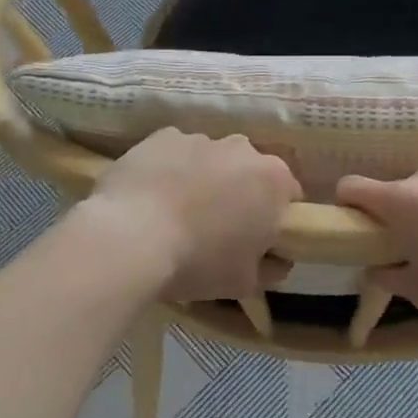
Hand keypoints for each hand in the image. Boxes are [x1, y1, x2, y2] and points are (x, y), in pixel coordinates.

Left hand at [86, 128, 300, 300]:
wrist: (129, 237)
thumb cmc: (198, 261)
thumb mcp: (244, 282)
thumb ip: (270, 268)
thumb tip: (276, 260)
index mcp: (273, 180)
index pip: (288, 194)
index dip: (274, 216)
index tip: (256, 238)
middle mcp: (243, 149)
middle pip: (249, 171)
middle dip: (239, 192)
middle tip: (216, 226)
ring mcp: (201, 138)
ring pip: (211, 159)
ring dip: (204, 179)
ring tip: (177, 213)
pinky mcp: (163, 135)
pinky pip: (175, 153)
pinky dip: (170, 169)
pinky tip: (152, 197)